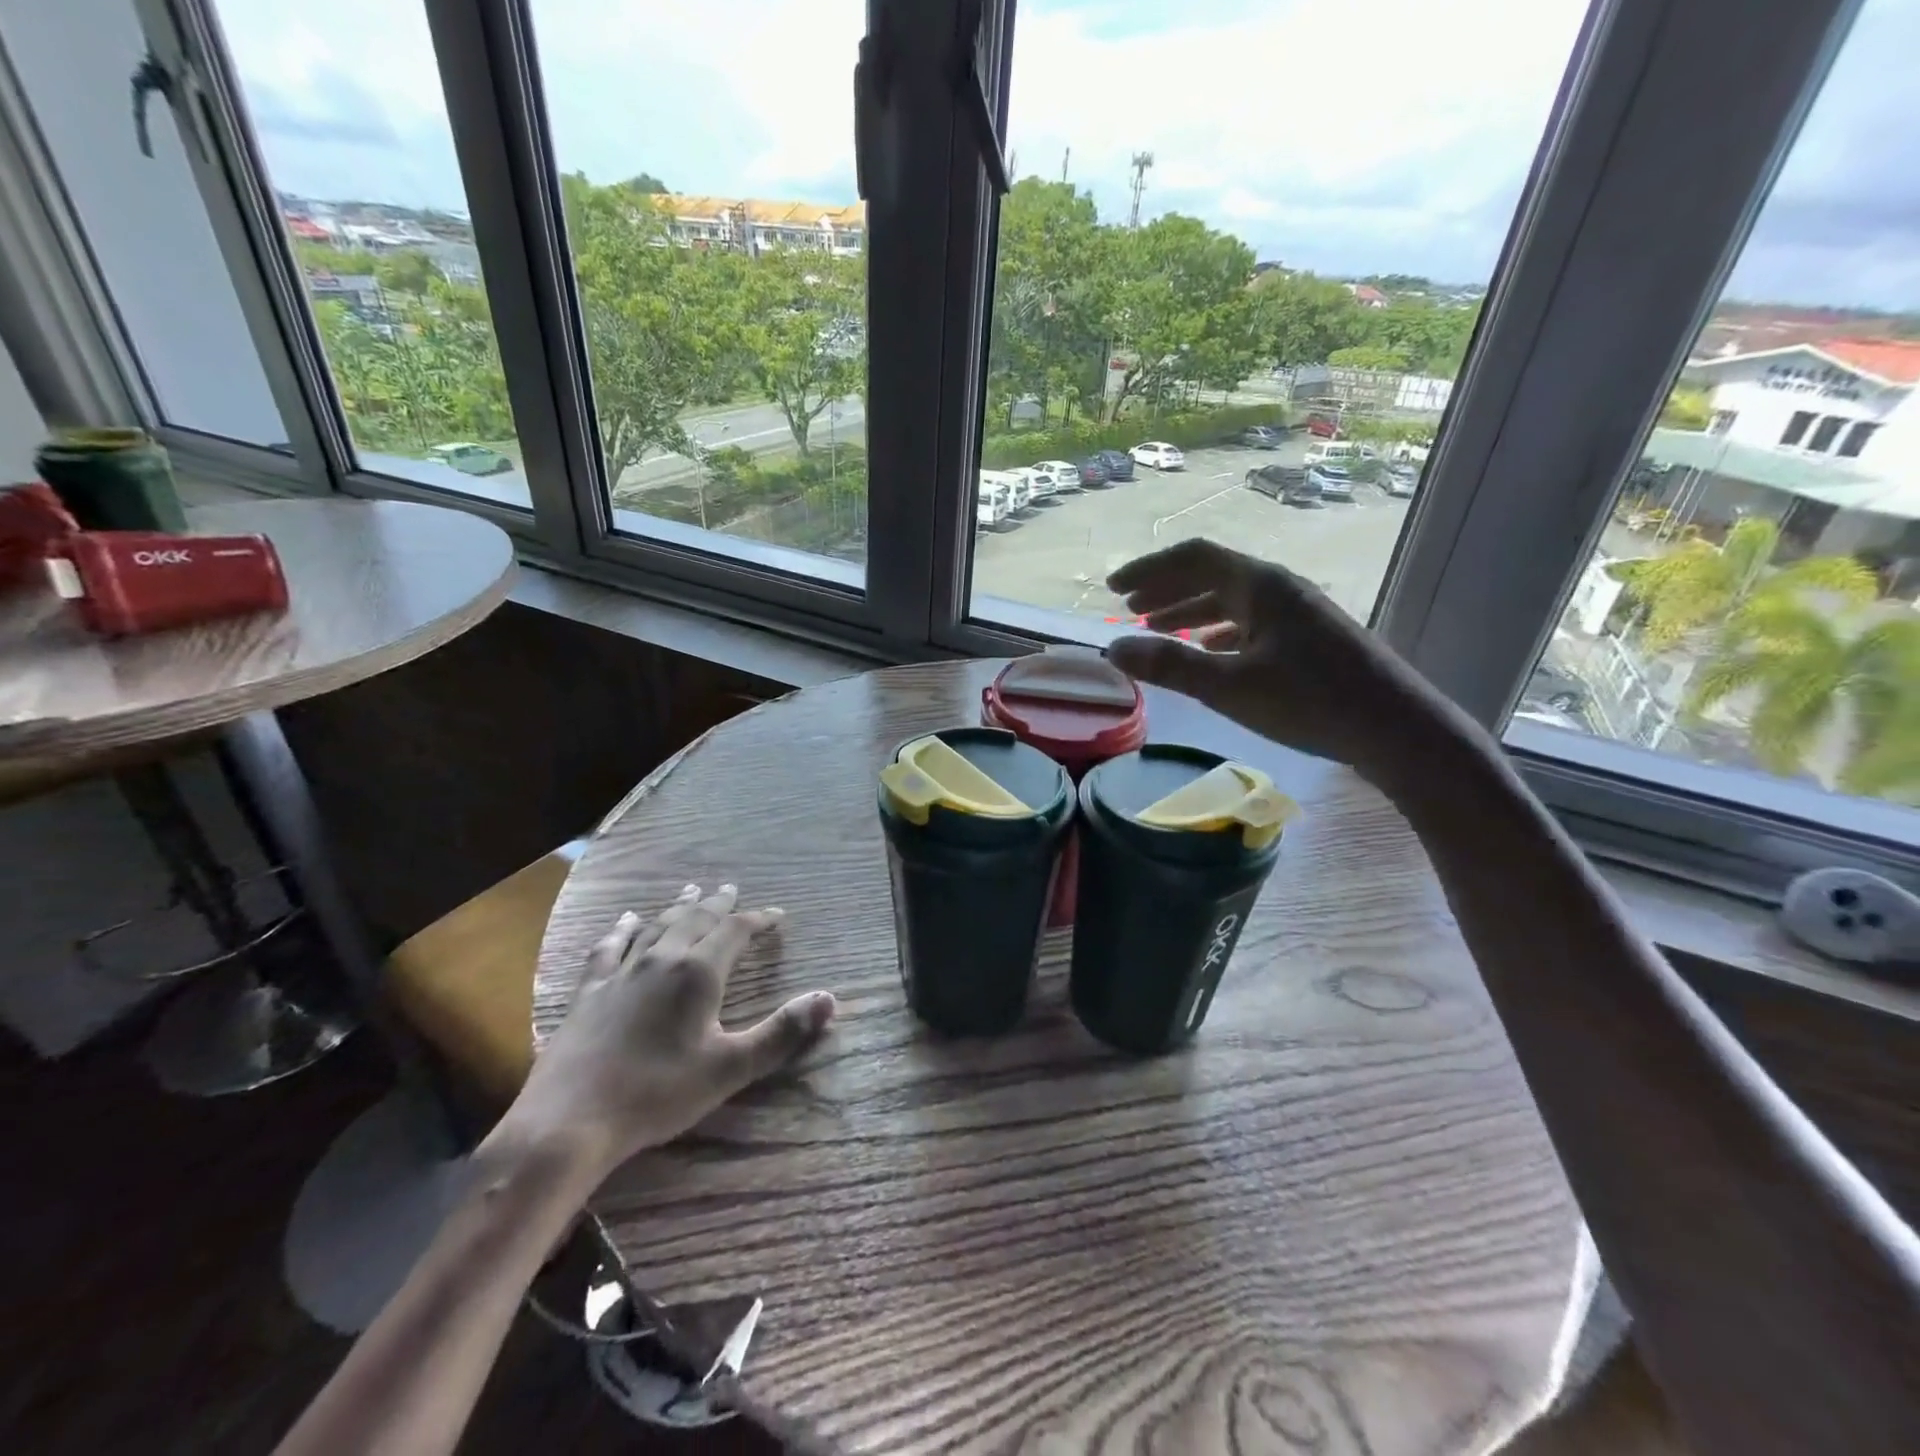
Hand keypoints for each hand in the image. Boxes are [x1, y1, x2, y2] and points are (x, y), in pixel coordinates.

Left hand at [497, 883, 834, 1180]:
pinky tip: (627, 919)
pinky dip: (623, 929)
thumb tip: (830, 999)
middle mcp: (662, 960)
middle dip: (718, 904)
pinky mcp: (590, 991)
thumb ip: (781, 1033)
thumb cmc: (657, 1094)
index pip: (736, 931)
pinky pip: (609, 947)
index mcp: (698, 973)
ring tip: (691, 891)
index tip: (777, 914)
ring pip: (657, 926)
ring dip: (678, 907)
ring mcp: (621, 972)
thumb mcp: (730, 1068)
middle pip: (696, 920)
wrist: (569, 1122)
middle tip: (731, 889)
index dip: (759, 920)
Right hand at [1105, 539, 1452, 781]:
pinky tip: (1209, 649)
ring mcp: (1298, 613)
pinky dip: (1219, 631)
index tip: (1113, 589)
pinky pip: (1251, 623)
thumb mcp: (1229, 685)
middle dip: (1166, 589)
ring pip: (1232, 601)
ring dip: (1190, 611)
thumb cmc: (1309, 701)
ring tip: (1157, 630)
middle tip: (1128, 609)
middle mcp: (1280, 588)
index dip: (1149, 569)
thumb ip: (1168, 665)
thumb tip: (1111, 648)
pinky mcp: (1310, 639)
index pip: (1193, 558)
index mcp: (1260, 585)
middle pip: (1212, 575)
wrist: (1396, 729)